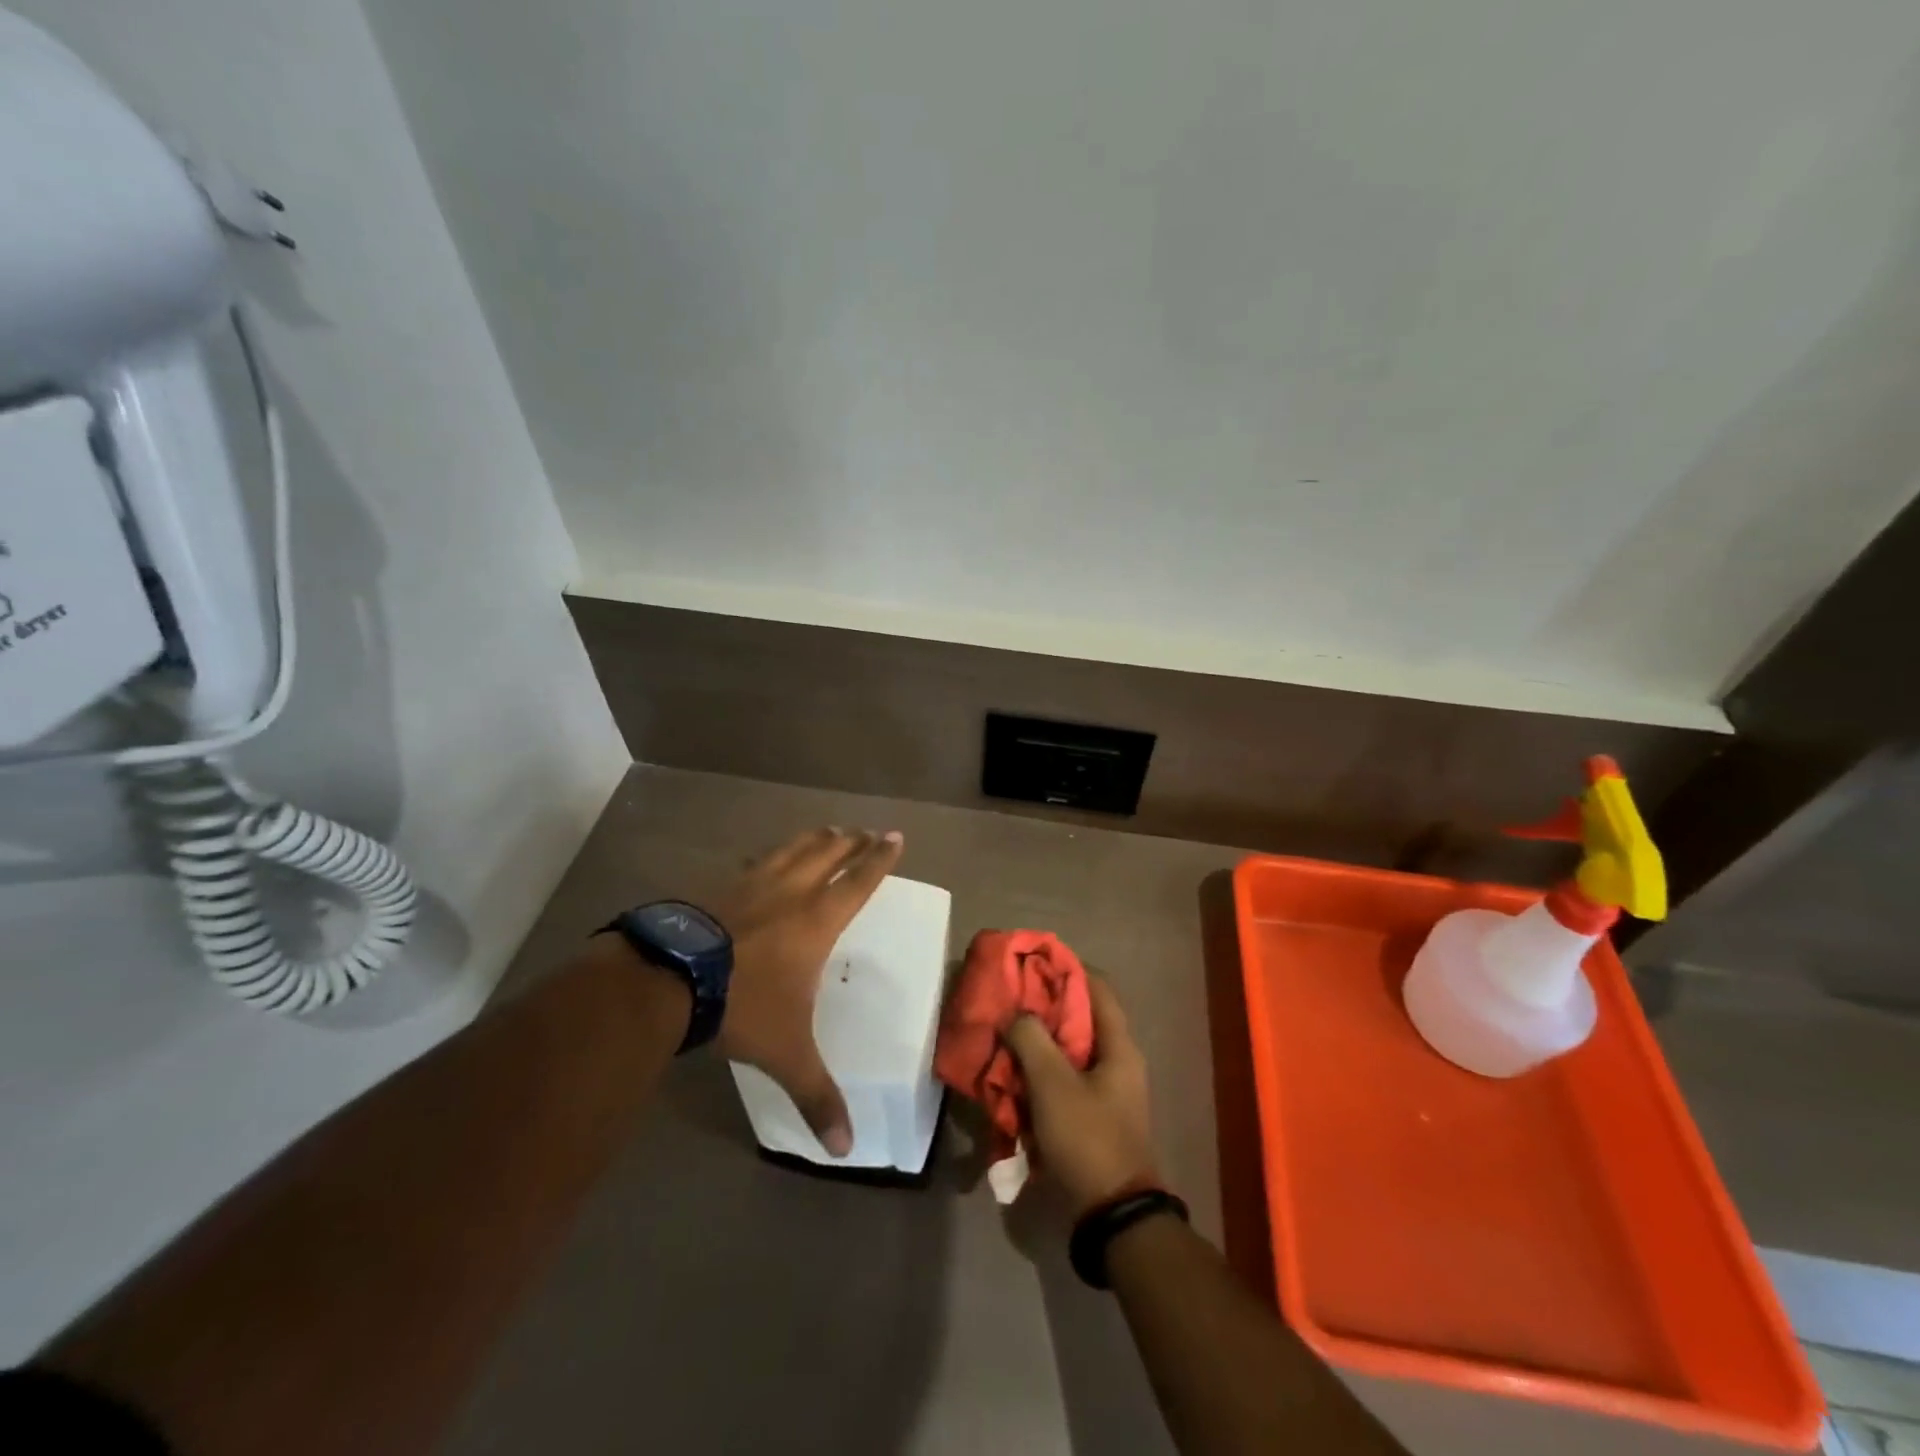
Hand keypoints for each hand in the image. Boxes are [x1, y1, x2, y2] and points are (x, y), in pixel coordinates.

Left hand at [710, 827, 903, 1156]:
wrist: (669, 978)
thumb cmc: (741, 1006)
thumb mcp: (785, 1054)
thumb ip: (817, 1095)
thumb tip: (848, 1148)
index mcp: (816, 921)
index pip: (859, 882)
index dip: (879, 859)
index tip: (894, 836)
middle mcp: (789, 892)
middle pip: (827, 854)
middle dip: (850, 841)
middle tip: (864, 830)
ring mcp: (750, 883)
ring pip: (791, 849)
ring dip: (813, 839)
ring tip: (826, 829)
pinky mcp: (717, 885)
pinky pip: (752, 861)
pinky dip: (768, 855)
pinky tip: (762, 857)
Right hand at [1004, 978, 1158, 1218]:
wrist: (1112, 1215)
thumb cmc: (1088, 1138)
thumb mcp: (1053, 1084)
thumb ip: (1031, 1040)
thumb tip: (1015, 1015)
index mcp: (1119, 1046)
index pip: (1097, 987)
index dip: (1067, 968)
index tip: (1033, 962)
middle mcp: (1117, 1061)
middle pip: (1080, 1018)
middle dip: (1044, 1006)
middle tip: (1009, 999)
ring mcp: (1105, 1091)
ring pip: (1068, 1051)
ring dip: (1038, 1042)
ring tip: (1004, 1034)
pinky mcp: (1091, 1115)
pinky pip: (1063, 1080)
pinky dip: (1039, 1072)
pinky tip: (1011, 1075)